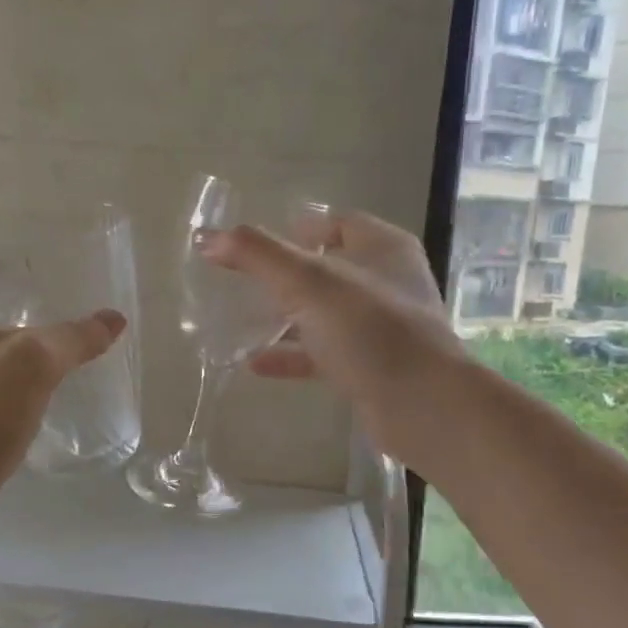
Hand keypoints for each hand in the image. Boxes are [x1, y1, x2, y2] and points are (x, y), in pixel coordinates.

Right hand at [201, 210, 466, 465]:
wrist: (421, 405)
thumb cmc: (369, 329)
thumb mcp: (308, 283)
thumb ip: (258, 256)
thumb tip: (207, 237)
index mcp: (383, 248)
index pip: (339, 222)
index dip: (301, 227)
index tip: (261, 243)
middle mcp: (387, 283)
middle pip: (330, 269)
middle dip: (288, 276)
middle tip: (245, 283)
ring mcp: (382, 329)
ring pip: (326, 315)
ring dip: (288, 318)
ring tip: (242, 323)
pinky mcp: (373, 368)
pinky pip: (326, 354)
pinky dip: (294, 356)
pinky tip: (257, 364)